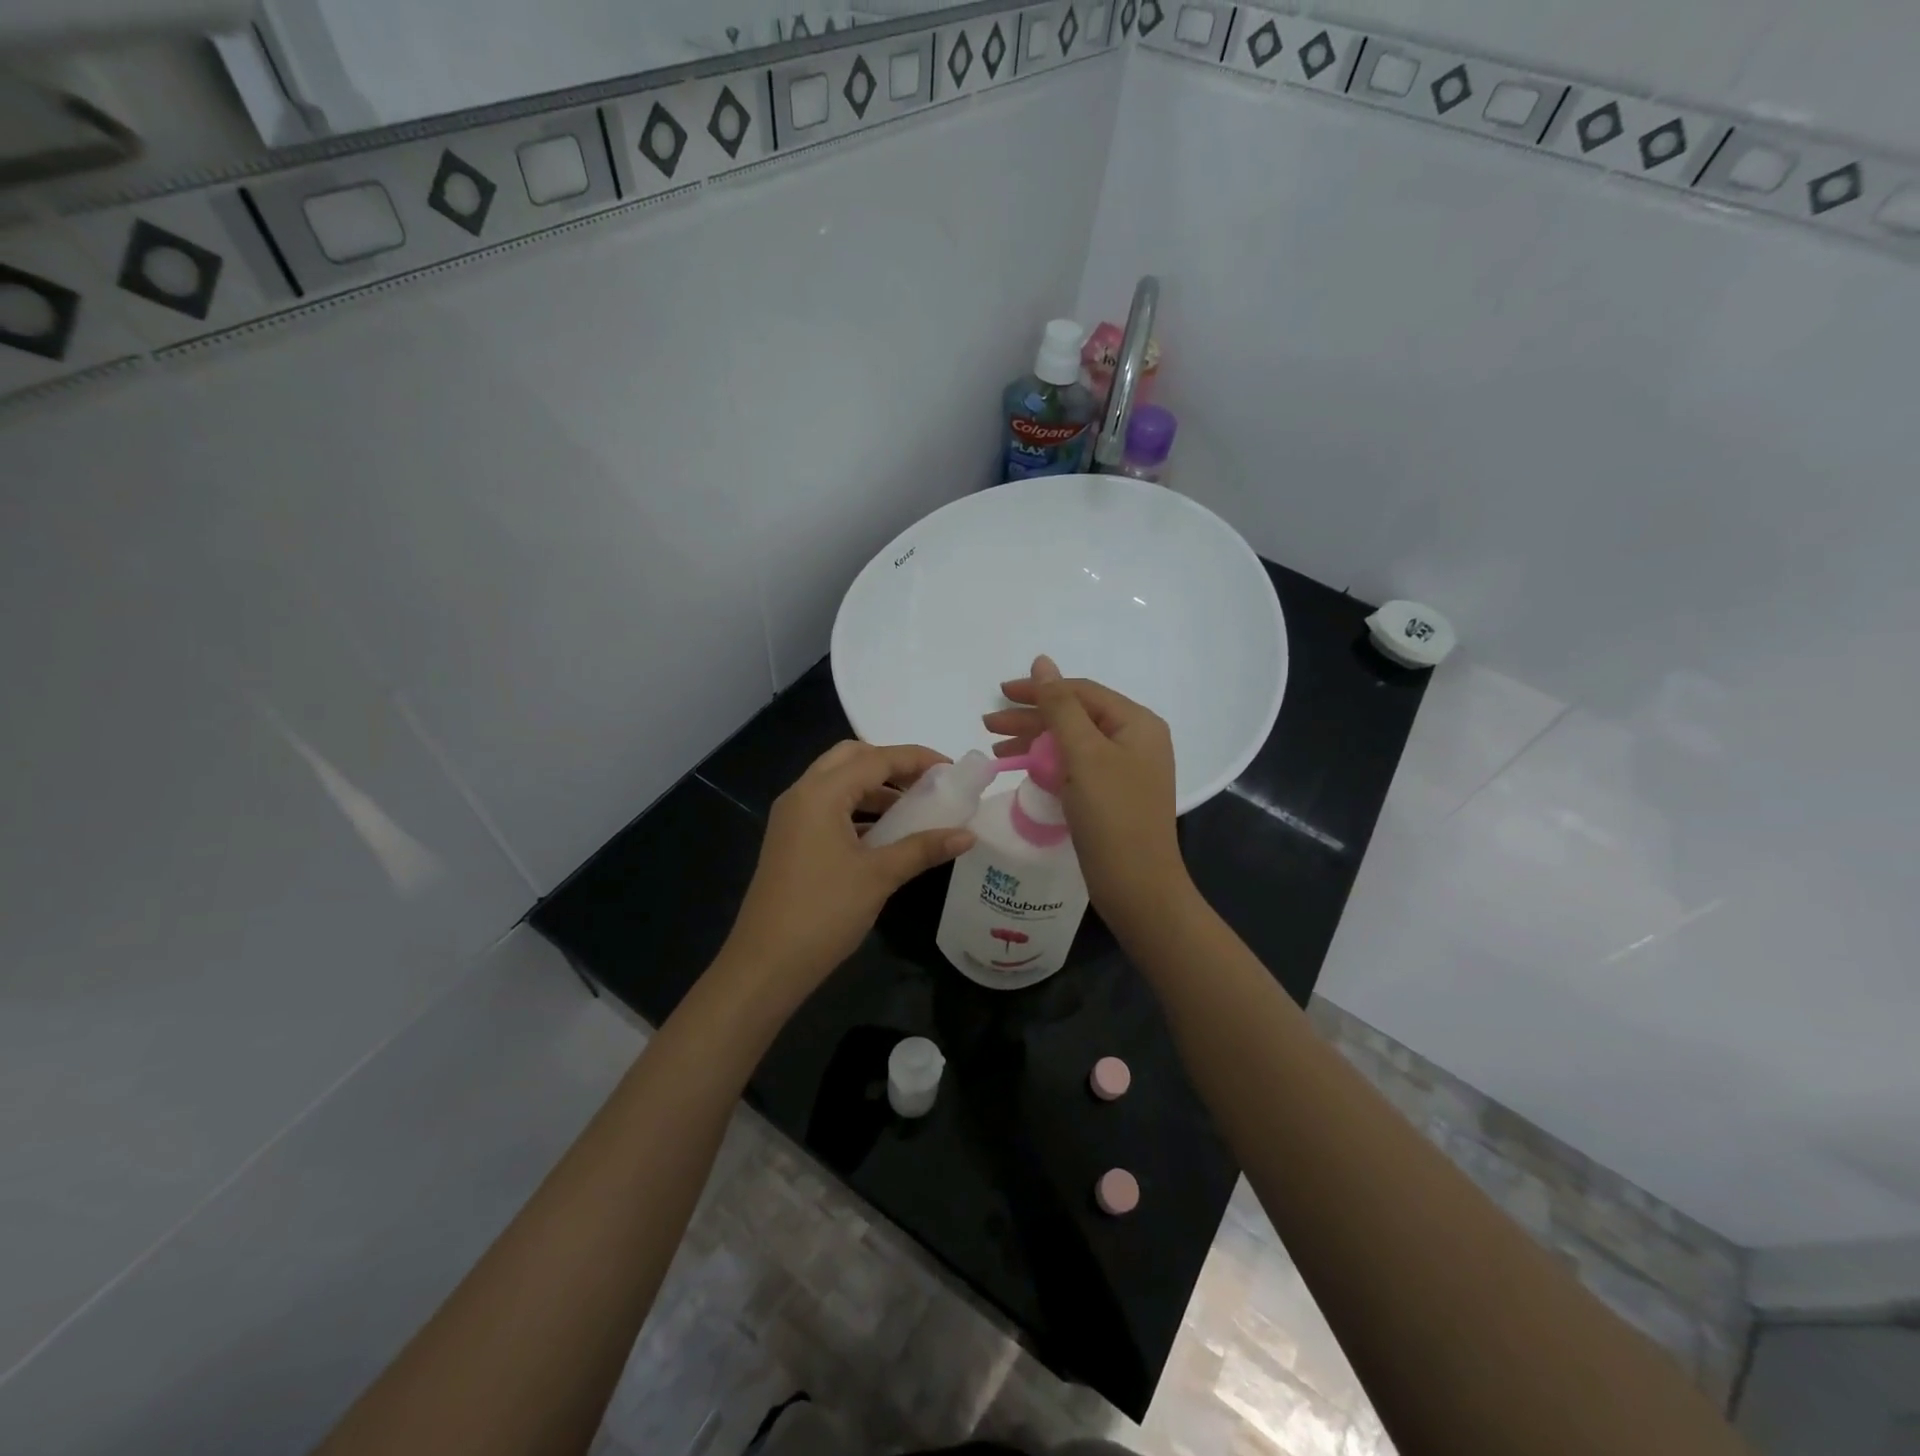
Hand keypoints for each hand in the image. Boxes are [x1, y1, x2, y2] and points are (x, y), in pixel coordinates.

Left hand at [719, 741, 973, 1008]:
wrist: (766, 964)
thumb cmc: (824, 912)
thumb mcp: (880, 876)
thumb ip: (923, 848)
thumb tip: (968, 835)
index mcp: (820, 793)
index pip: (875, 759)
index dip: (916, 758)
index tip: (951, 769)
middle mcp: (802, 794)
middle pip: (851, 758)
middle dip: (891, 764)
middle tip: (926, 782)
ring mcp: (792, 818)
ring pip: (838, 783)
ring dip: (874, 788)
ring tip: (913, 807)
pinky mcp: (791, 840)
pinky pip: (829, 808)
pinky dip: (859, 809)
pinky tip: (885, 833)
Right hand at [983, 656, 1190, 926]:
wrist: (1137, 886)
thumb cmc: (1112, 815)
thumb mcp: (1083, 754)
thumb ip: (1060, 706)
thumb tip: (1042, 662)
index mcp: (1137, 723)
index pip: (1081, 692)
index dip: (1039, 689)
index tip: (1000, 694)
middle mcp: (1135, 740)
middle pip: (1075, 716)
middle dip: (1031, 719)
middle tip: (989, 725)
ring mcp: (1125, 770)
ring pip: (1073, 743)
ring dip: (1035, 742)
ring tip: (997, 748)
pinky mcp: (1113, 795)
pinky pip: (1076, 767)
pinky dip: (1048, 765)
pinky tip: (1022, 769)